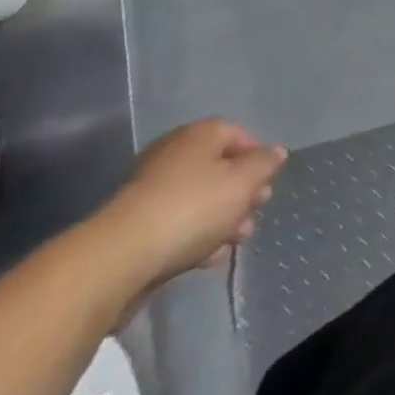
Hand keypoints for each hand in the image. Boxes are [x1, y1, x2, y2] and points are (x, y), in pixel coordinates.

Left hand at [96, 119, 287, 292]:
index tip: (269, 184)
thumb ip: (265, 164)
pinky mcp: (136, 226)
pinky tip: (210, 258)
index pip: (238, 135)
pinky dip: (197, 237)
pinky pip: (177, 224)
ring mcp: (151, 190)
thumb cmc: (192, 208)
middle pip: (219, 168)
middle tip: (255, 215)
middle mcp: (174, 154)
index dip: (258, 158)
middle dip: (242, 193)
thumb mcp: (243, 182)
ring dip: (222, 219)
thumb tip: (276, 152)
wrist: (119, 259)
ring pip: (199, 199)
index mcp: (199, 135)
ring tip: (236, 242)